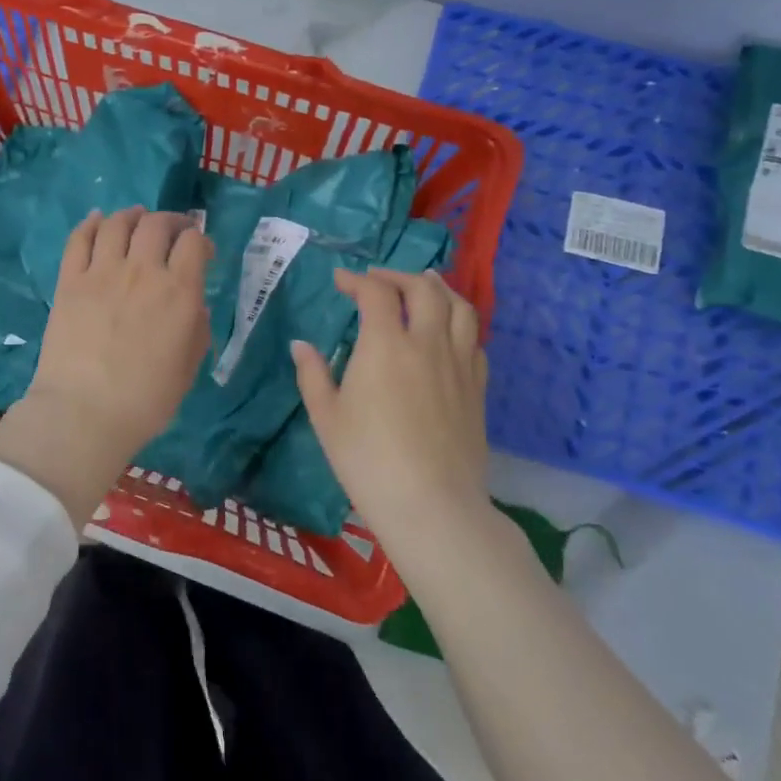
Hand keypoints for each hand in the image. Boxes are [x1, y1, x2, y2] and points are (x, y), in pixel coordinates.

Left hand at [0, 208, 211, 524]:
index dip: (201, 240)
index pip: (194, 242)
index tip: (201, 251)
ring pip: (118, 223)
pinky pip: (79, 238)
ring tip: (137, 218)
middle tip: (172, 230)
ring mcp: (102, 272)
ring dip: (132, 215)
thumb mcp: (189, 367)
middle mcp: (143, 271)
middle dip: (170, 221)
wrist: (84, 412)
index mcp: (179, 291)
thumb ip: (196, 328)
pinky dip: (91, 223)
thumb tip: (193, 304)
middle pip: (157, 223)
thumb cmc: (146, 399)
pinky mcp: (70, 280)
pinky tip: (98, 220)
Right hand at [291, 269, 496, 553]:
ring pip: (460, 308)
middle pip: (424, 289)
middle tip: (378, 280)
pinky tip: (448, 332)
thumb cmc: (367, 460)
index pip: (376, 293)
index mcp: (385, 345)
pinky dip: (459, 324)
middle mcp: (427, 343)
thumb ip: (312, 375)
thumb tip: (301, 345)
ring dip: (439, 289)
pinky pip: (474, 341)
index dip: (357, 280)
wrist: (432, 505)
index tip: (341, 281)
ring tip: (425, 285)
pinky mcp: (478, 388)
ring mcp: (459, 364)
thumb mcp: (326, 417)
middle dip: (398, 275)